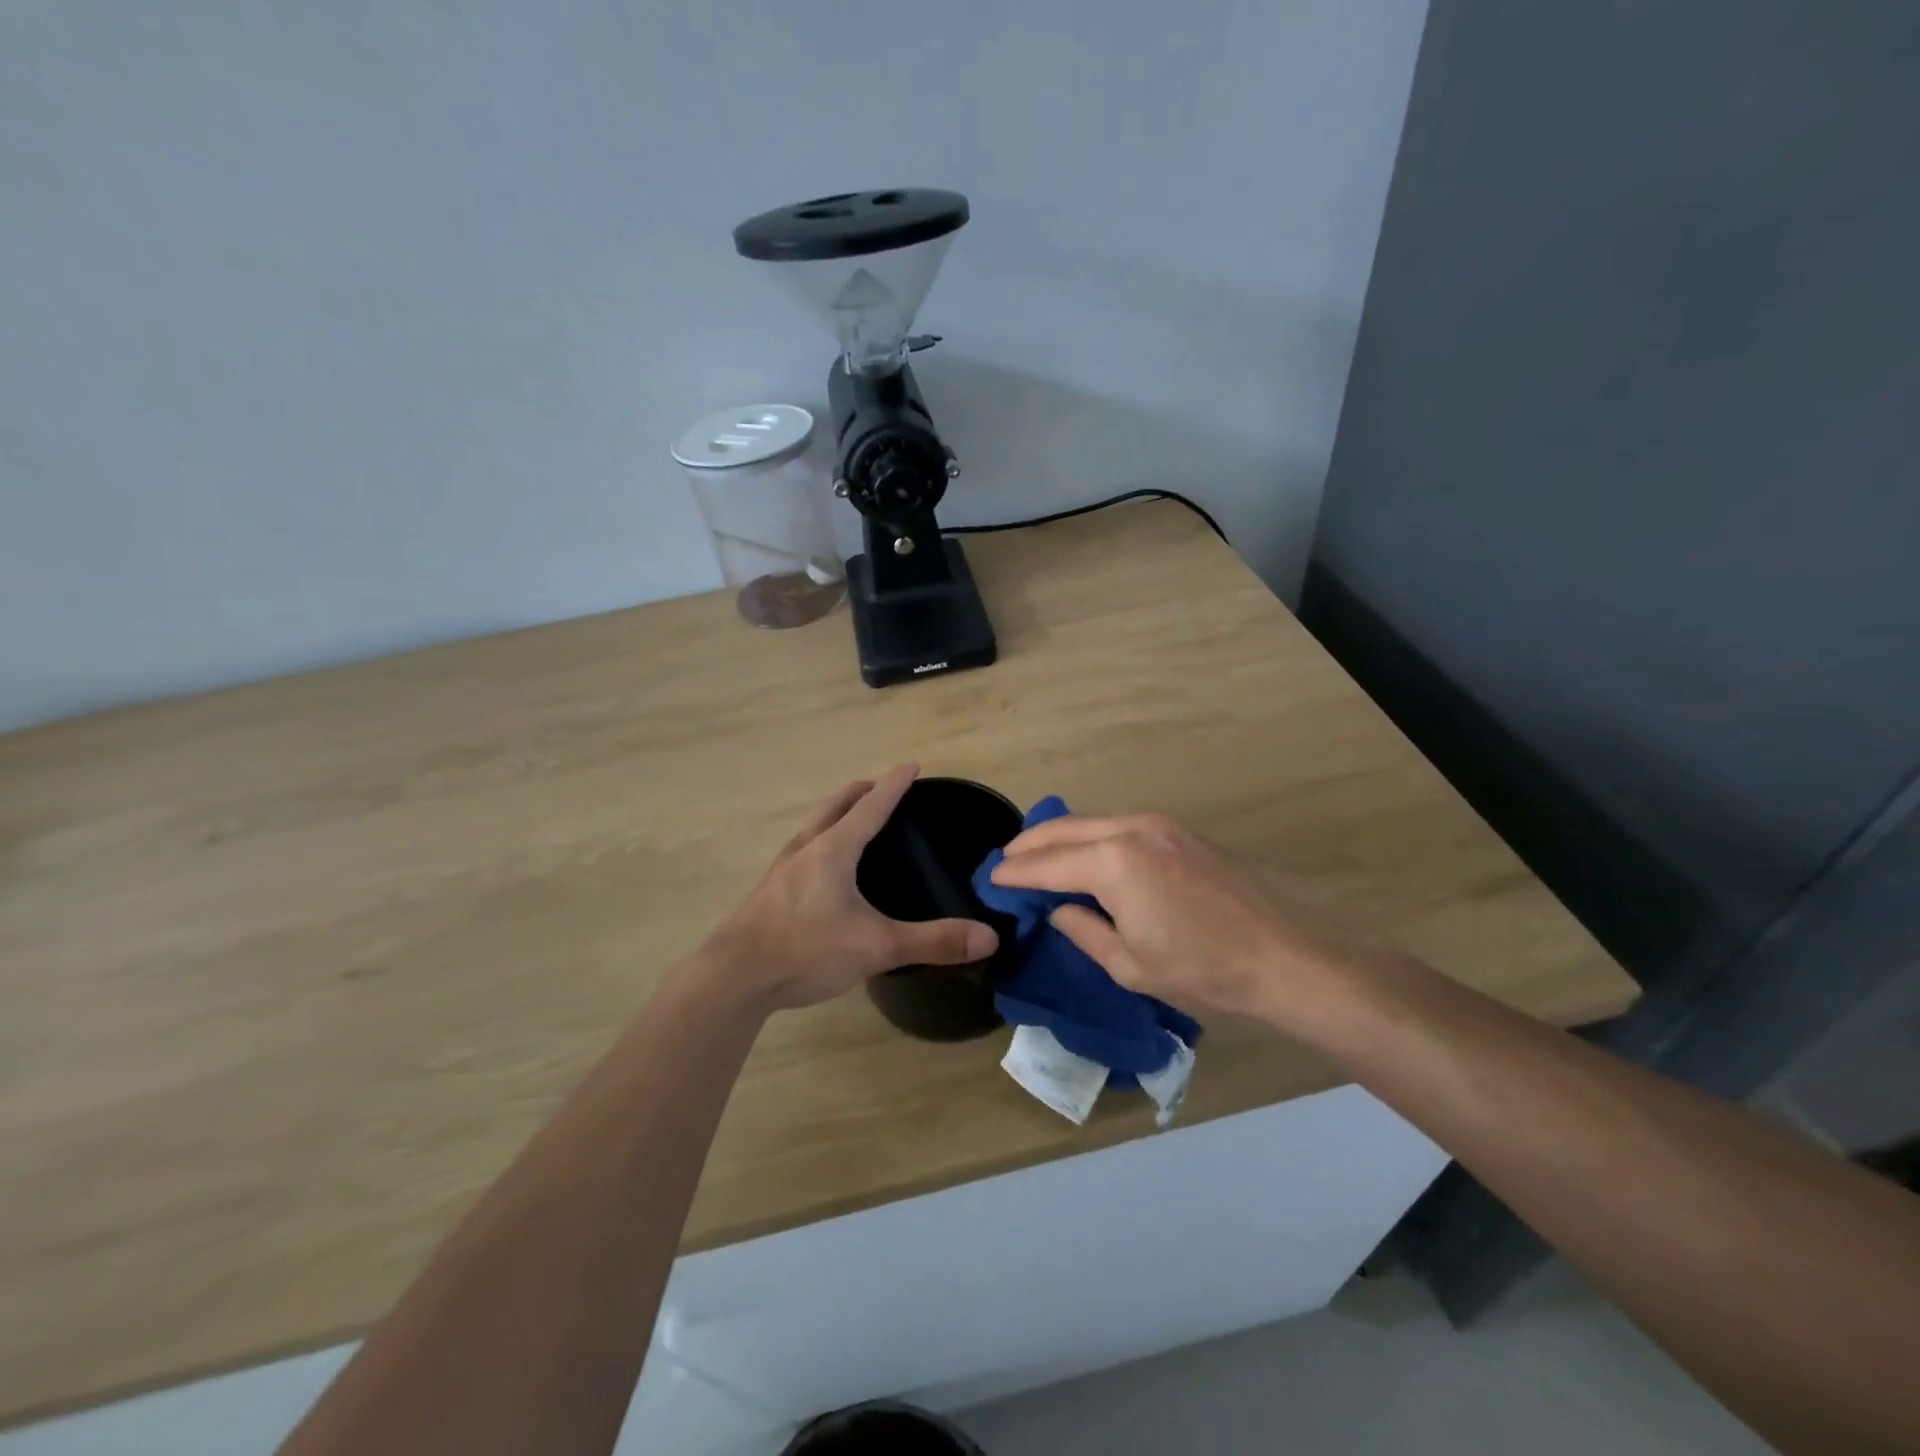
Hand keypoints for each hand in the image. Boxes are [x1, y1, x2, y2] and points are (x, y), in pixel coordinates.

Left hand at [698, 765, 998, 1013]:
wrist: (733, 978)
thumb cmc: (806, 950)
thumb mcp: (877, 947)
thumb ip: (932, 941)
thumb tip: (989, 937)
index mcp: (834, 849)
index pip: (872, 805)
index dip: (895, 785)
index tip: (911, 766)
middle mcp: (807, 848)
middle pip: (836, 806)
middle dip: (861, 792)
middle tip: (882, 789)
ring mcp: (783, 868)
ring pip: (815, 826)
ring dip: (837, 814)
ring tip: (853, 821)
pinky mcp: (769, 890)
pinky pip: (802, 849)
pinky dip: (821, 840)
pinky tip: (822, 869)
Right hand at [990, 812, 1381, 1030]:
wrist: (1284, 955)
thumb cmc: (1203, 969)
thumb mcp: (1130, 965)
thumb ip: (1083, 931)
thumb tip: (1057, 910)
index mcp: (1113, 863)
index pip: (1047, 864)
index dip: (1014, 873)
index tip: (990, 879)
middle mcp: (1130, 829)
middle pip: (1063, 829)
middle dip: (1029, 844)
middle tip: (1004, 863)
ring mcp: (1157, 824)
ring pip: (1090, 822)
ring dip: (1059, 837)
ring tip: (1036, 858)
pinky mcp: (1177, 830)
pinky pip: (1116, 825)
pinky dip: (1089, 837)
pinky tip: (1083, 856)